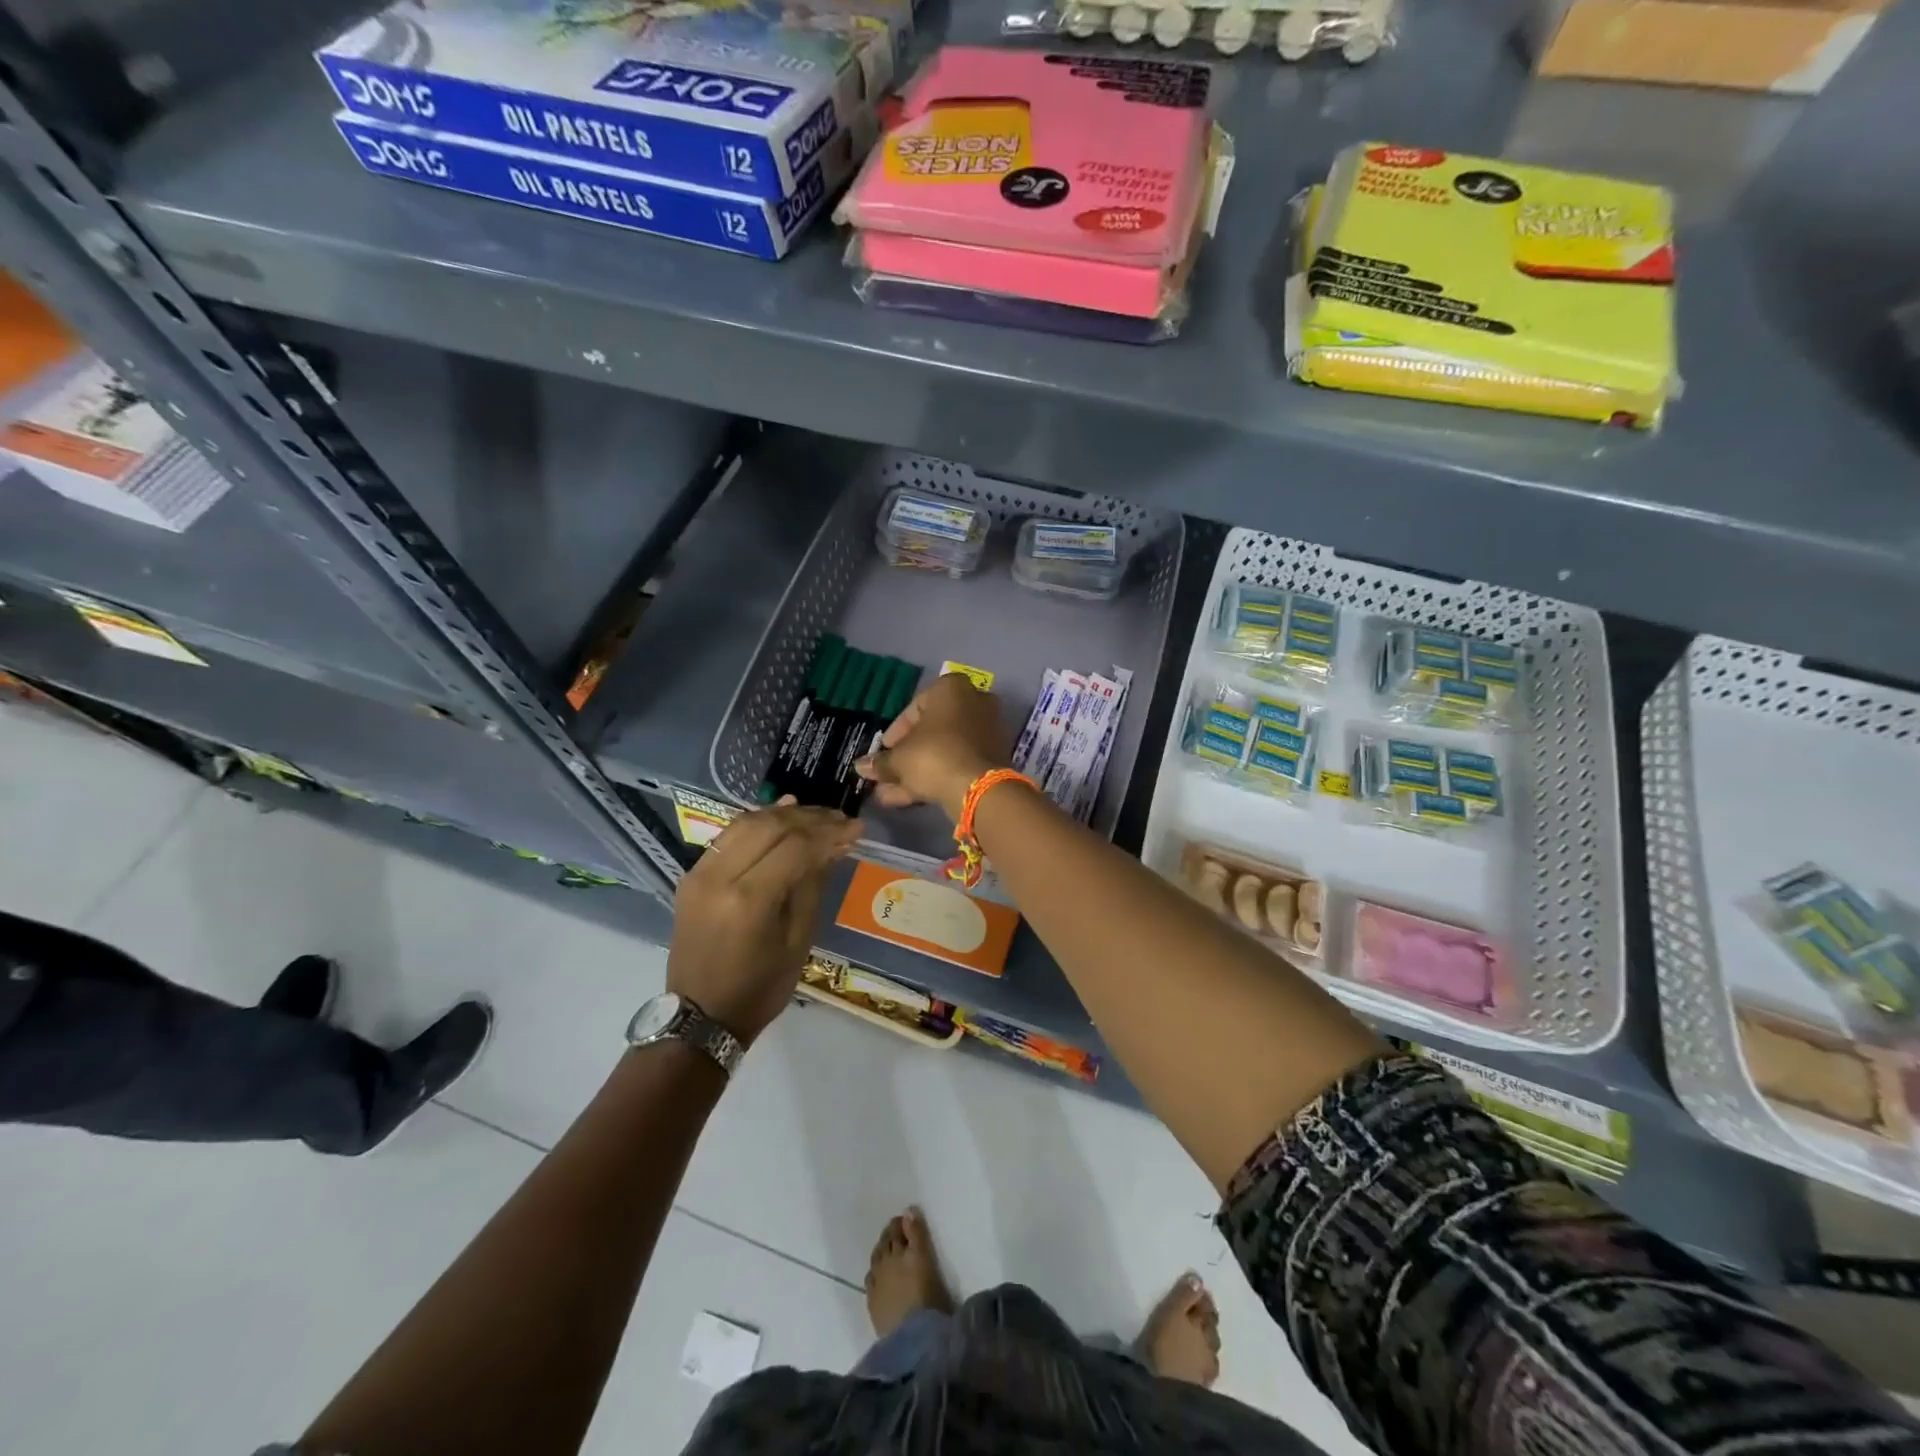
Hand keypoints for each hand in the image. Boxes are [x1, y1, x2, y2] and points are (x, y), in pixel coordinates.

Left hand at [667, 801, 860, 1044]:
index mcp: (749, 901)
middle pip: (770, 826)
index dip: (829, 832)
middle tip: (840, 819)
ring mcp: (700, 873)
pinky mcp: (692, 875)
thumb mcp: (799, 941)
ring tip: (816, 815)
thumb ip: (812, 885)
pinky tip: (782, 815)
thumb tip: (834, 844)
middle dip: (810, 818)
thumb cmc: (760, 988)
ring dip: (784, 814)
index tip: (856, 827)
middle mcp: (719, 877)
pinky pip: (729, 836)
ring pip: (746, 823)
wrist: (700, 1016)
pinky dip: (758, 822)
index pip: (795, 846)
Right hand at [855, 672, 1010, 821]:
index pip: (915, 707)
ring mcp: (988, 730)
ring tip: (890, 794)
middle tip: (887, 774)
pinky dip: (937, 776)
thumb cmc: (933, 756)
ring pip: (944, 750)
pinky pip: (958, 762)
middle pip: (932, 731)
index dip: (895, 733)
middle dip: (907, 756)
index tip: (884, 751)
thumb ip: (880, 762)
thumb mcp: (899, 759)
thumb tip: (860, 766)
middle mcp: (974, 702)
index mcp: (951, 688)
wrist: (978, 788)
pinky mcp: (994, 757)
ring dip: (917, 771)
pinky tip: (910, 798)